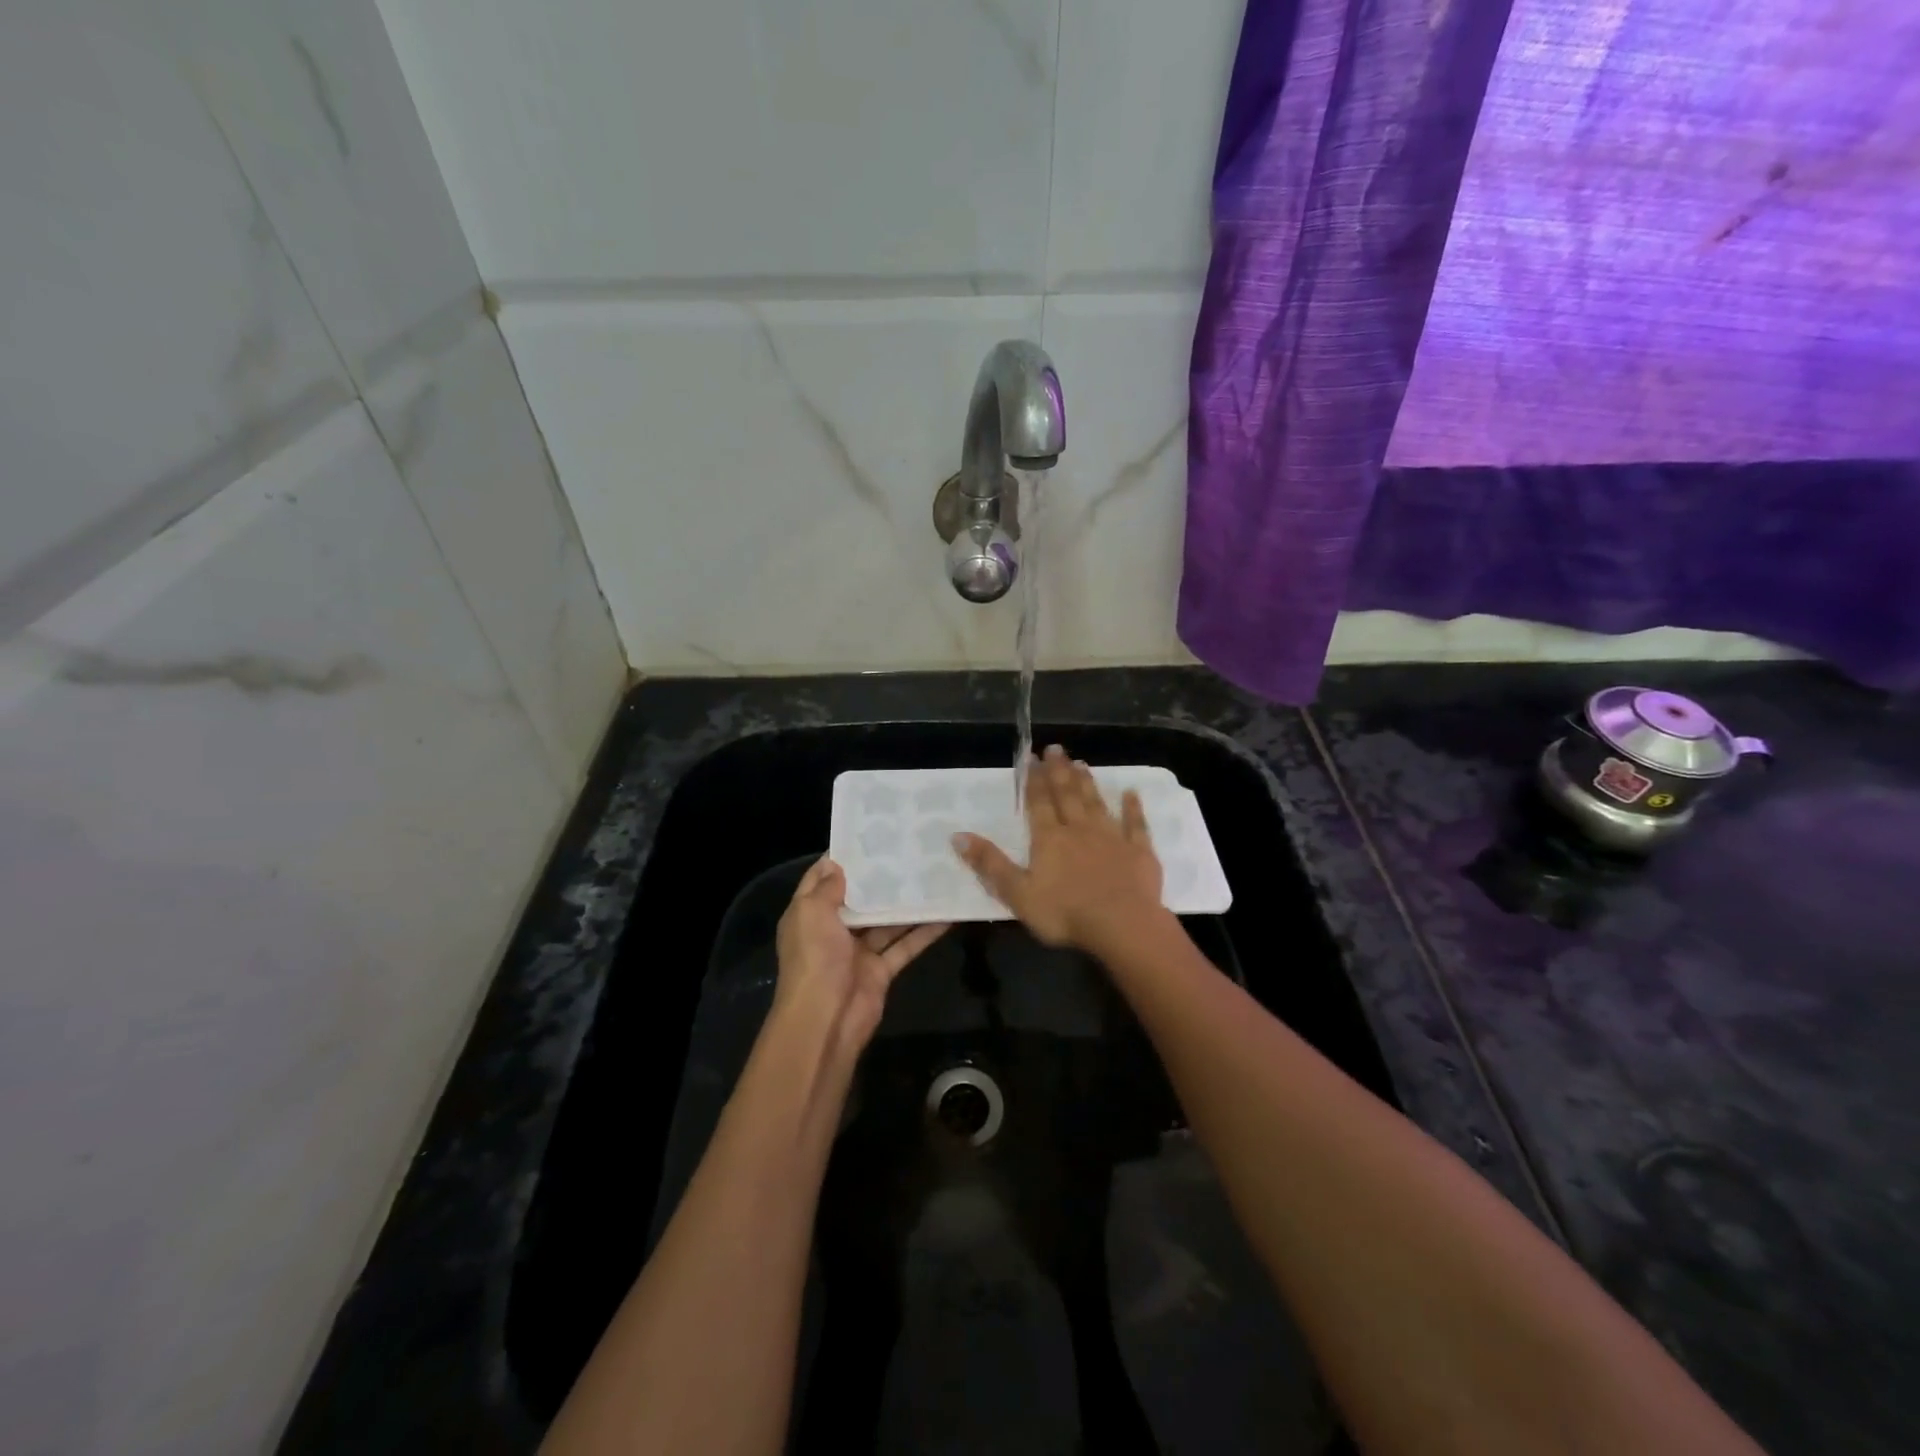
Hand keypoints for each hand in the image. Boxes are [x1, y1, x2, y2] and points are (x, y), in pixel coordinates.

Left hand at [773, 857, 947, 1054]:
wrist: (825, 1021)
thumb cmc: (814, 959)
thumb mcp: (812, 914)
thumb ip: (826, 888)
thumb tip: (837, 863)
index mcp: (809, 914)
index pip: (823, 878)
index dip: (843, 857)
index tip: (871, 834)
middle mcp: (833, 930)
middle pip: (860, 898)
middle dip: (881, 878)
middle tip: (911, 850)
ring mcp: (858, 951)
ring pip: (887, 921)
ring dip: (907, 903)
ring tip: (934, 874)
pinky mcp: (881, 970)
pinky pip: (905, 945)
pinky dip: (924, 932)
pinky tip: (947, 914)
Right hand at [954, 745, 1165, 952]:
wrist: (1122, 925)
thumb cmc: (1065, 913)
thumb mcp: (1017, 893)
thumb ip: (990, 864)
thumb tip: (957, 835)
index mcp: (1049, 839)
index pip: (1039, 803)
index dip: (1034, 780)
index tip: (1031, 757)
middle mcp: (1079, 830)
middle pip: (1068, 795)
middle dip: (1059, 771)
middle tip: (1056, 748)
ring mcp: (1112, 838)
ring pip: (1097, 804)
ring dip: (1088, 783)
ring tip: (1082, 763)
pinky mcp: (1139, 852)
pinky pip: (1136, 824)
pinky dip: (1133, 808)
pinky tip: (1132, 793)